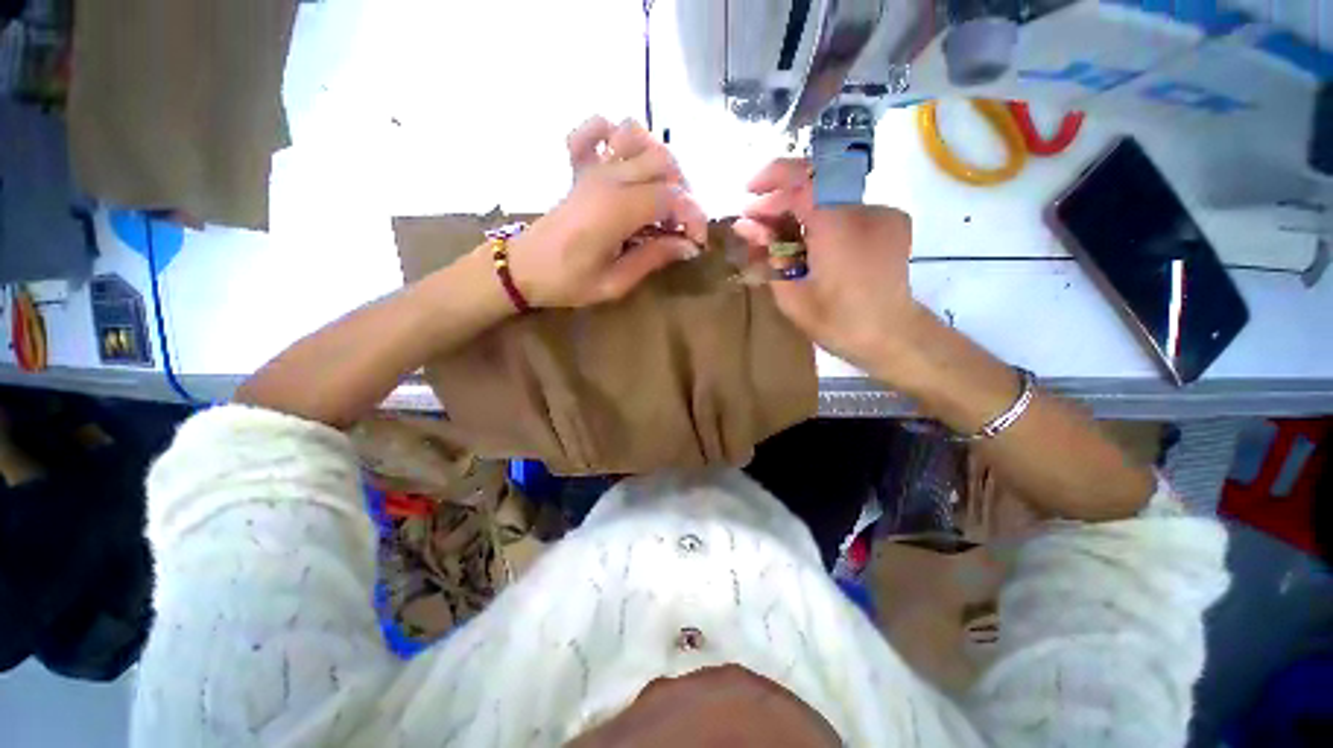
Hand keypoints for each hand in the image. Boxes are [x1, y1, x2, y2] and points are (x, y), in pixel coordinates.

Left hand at [509, 117, 707, 308]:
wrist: (523, 269)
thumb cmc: (567, 282)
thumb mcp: (614, 283)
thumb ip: (652, 259)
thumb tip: (687, 246)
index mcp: (617, 209)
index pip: (672, 197)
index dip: (694, 217)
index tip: (697, 243)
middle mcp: (608, 178)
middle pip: (663, 163)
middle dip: (684, 193)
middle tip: (680, 225)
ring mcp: (591, 168)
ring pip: (638, 137)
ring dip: (658, 160)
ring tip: (661, 193)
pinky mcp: (579, 168)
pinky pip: (595, 129)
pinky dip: (613, 134)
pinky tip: (623, 159)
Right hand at [733, 159, 923, 374]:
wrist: (892, 336)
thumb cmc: (837, 322)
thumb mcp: (791, 294)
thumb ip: (768, 253)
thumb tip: (744, 225)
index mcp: (838, 227)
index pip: (803, 178)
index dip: (772, 177)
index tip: (749, 192)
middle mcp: (864, 209)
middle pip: (816, 181)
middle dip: (782, 196)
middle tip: (757, 222)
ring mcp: (881, 213)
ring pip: (831, 194)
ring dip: (800, 207)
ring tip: (778, 234)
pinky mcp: (890, 222)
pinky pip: (847, 207)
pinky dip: (822, 216)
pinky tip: (810, 242)